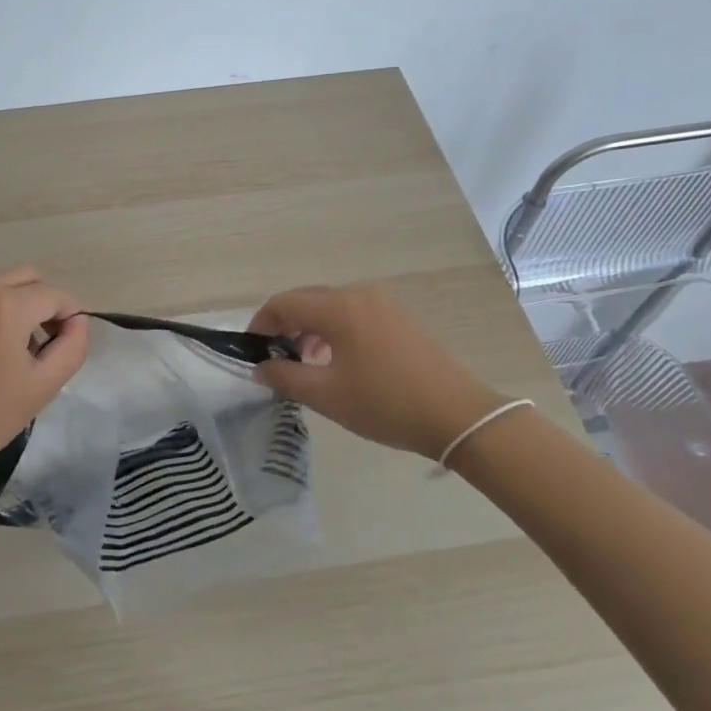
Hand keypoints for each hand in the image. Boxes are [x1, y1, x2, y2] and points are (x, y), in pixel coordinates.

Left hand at [0, 265, 88, 494]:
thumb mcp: (42, 387)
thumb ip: (72, 348)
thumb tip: (77, 323)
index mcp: (7, 306)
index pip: (55, 295)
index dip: (71, 317)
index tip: (67, 347)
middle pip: (26, 278)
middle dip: (43, 303)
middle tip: (42, 344)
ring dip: (14, 309)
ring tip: (9, 355)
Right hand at [249, 283, 505, 458]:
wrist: (460, 416)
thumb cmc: (386, 404)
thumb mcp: (327, 395)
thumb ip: (285, 377)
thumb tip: (260, 368)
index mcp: (339, 307)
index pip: (284, 303)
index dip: (260, 324)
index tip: (251, 352)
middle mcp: (360, 293)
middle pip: (307, 299)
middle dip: (284, 326)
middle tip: (274, 360)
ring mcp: (384, 302)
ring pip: (331, 306)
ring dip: (309, 328)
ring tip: (303, 363)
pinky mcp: (401, 317)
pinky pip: (354, 313)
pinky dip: (334, 330)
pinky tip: (335, 360)